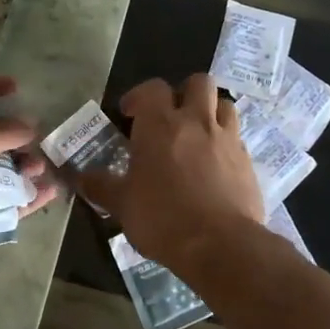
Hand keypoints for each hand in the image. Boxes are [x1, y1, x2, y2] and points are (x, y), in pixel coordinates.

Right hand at [83, 74, 265, 274]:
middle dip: (184, 92)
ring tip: (198, 134)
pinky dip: (226, 143)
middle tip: (172, 115)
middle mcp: (196, 122)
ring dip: (211, 112)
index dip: (139, 96)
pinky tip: (215, 165)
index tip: (129, 114)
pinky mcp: (248, 161)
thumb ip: (101, 186)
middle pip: (199, 82)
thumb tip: (80, 177)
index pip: (152, 88)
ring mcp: (227, 139)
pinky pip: (237, 138)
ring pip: (224, 104)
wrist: (221, 246)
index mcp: (160, 125)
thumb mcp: (122, 205)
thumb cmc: (163, 218)